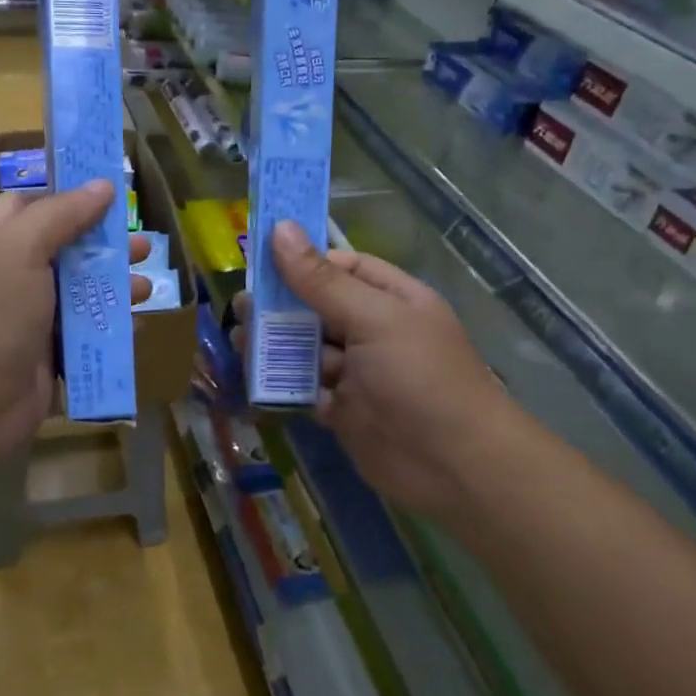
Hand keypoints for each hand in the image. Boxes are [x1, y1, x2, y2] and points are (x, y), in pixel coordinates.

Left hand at [0, 182, 150, 493]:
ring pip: (81, 292)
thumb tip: (103, 185)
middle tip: (142, 245)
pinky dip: (112, 327)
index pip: (31, 204)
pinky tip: (138, 325)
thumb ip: (62, 214)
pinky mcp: (50, 354)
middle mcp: (14, 274)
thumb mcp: (20, 248)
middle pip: (67, 248)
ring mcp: (32, 316)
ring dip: (116, 287)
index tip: (110, 191)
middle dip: (106, 245)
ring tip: (147, 288)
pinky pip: (87, 333)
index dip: (68, 194)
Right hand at [235, 222, 513, 519]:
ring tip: (240, 341)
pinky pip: (303, 388)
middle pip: (316, 308)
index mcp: (391, 299)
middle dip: (280, 306)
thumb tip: (280, 228)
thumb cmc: (420, 378)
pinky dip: (280, 383)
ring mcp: (356, 373)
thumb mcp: (373, 319)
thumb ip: (321, 280)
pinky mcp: (341, 410)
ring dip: (274, 344)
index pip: (341, 267)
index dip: (302, 261)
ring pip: (306, 349)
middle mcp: (373, 331)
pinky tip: (251, 376)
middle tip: (242, 307)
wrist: (455, 467)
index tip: (257, 259)